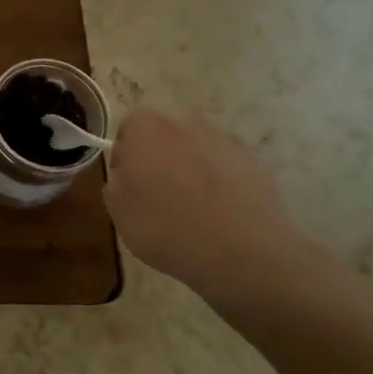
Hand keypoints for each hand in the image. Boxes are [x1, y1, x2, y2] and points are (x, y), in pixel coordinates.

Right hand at [105, 108, 329, 308]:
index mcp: (147, 127)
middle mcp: (187, 122)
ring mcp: (225, 140)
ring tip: (192, 208)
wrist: (240, 251)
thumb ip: (116, 182)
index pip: (128, 127)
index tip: (127, 183)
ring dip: (191, 168)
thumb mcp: (117, 210)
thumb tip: (128, 175)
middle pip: (166, 133)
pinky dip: (220, 183)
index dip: (125, 155)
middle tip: (156, 193)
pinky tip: (218, 214)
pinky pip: (226, 167)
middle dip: (160, 156)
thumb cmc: (165, 226)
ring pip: (198, 148)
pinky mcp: (255, 162)